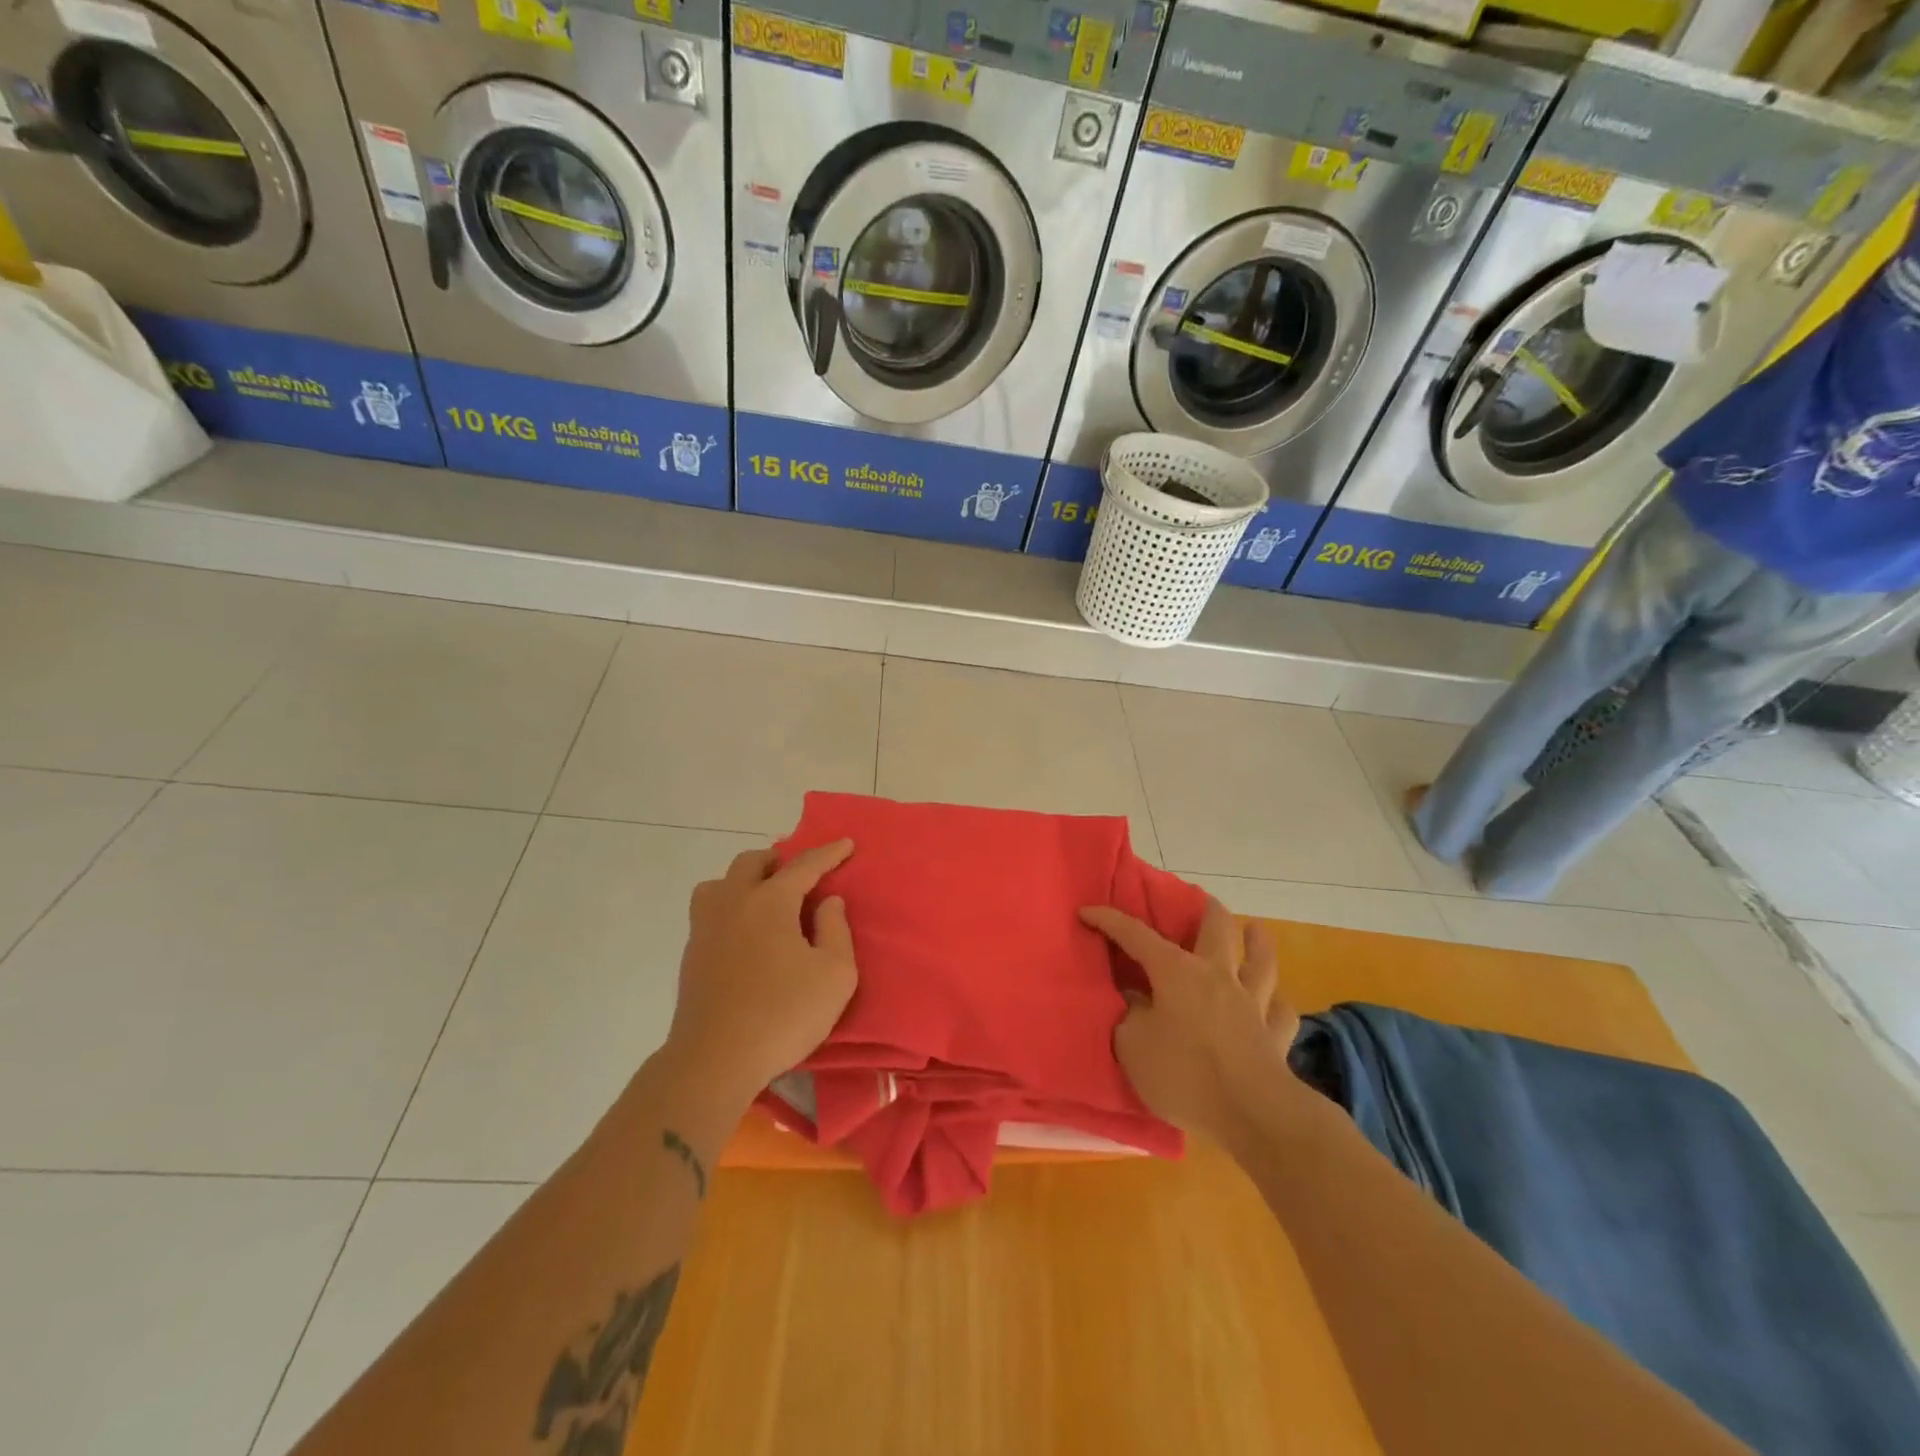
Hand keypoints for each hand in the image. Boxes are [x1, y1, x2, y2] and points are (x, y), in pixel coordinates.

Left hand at [664, 841, 858, 1109]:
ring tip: (764, 900)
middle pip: (752, 862)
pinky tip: (743, 932)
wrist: (714, 1061)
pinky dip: (729, 907)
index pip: (803, 865)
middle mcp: (733, 903)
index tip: (846, 844)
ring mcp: (705, 928)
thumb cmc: (783, 1015)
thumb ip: (836, 930)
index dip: (828, 853)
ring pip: (719, 883)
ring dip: (744, 881)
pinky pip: (709, 911)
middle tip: (799, 876)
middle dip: (778, 861)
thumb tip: (828, 902)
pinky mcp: (691, 955)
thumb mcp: (834, 975)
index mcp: (770, 902)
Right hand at [1080, 898, 1298, 1146]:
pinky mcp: (1276, 1036)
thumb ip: (1128, 1016)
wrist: (1254, 1114)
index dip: (1109, 920)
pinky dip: (1274, 1002)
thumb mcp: (1132, 1046)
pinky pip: (1279, 1010)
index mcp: (1176, 972)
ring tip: (1255, 930)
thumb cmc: (1184, 1075)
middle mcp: (1217, 976)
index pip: (1136, 935)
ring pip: (1261, 962)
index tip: (1087, 911)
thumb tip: (1134, 1001)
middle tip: (1199, 903)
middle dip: (1206, 911)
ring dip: (1257, 943)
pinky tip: (1272, 1001)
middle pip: (1218, 929)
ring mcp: (1252, 1004)